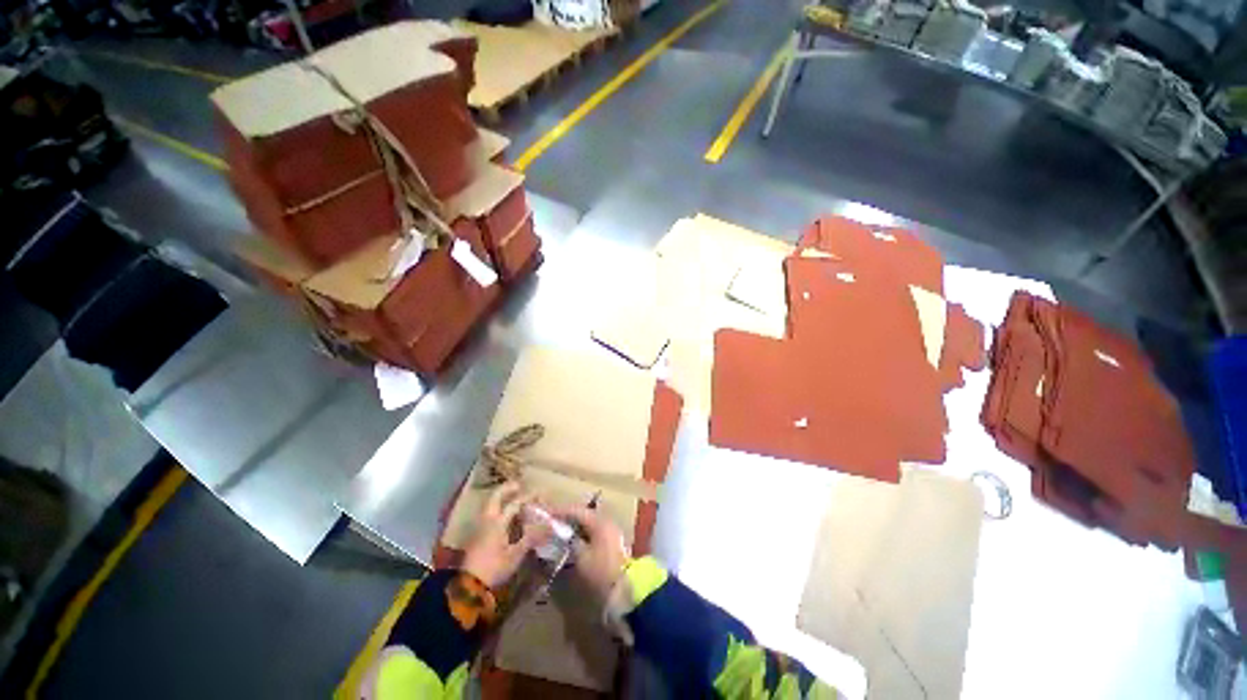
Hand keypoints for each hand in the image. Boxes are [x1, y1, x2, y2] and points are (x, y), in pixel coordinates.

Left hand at [462, 482, 550, 589]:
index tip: (539, 494)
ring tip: (512, 497)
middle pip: (495, 497)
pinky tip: (504, 515)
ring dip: (500, 498)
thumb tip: (548, 524)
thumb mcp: (516, 554)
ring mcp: (479, 527)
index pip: (514, 503)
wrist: (469, 586)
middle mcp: (487, 520)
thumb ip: (532, 537)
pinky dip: (496, 508)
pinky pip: (488, 514)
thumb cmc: (494, 568)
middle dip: (507, 489)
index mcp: (497, 522)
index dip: (528, 497)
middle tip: (519, 485)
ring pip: (489, 505)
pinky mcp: (477, 535)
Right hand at [550, 505, 628, 600]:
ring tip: (561, 531)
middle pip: (584, 515)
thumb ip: (571, 542)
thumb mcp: (582, 557)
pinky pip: (594, 531)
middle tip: (553, 522)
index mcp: (599, 522)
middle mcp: (606, 521)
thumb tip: (563, 535)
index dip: (562, 512)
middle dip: (569, 518)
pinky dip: (583, 533)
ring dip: (576, 526)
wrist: (625, 586)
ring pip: (589, 523)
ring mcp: (610, 530)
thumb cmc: (601, 570)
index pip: (577, 511)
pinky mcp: (612, 540)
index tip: (548, 514)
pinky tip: (574, 540)